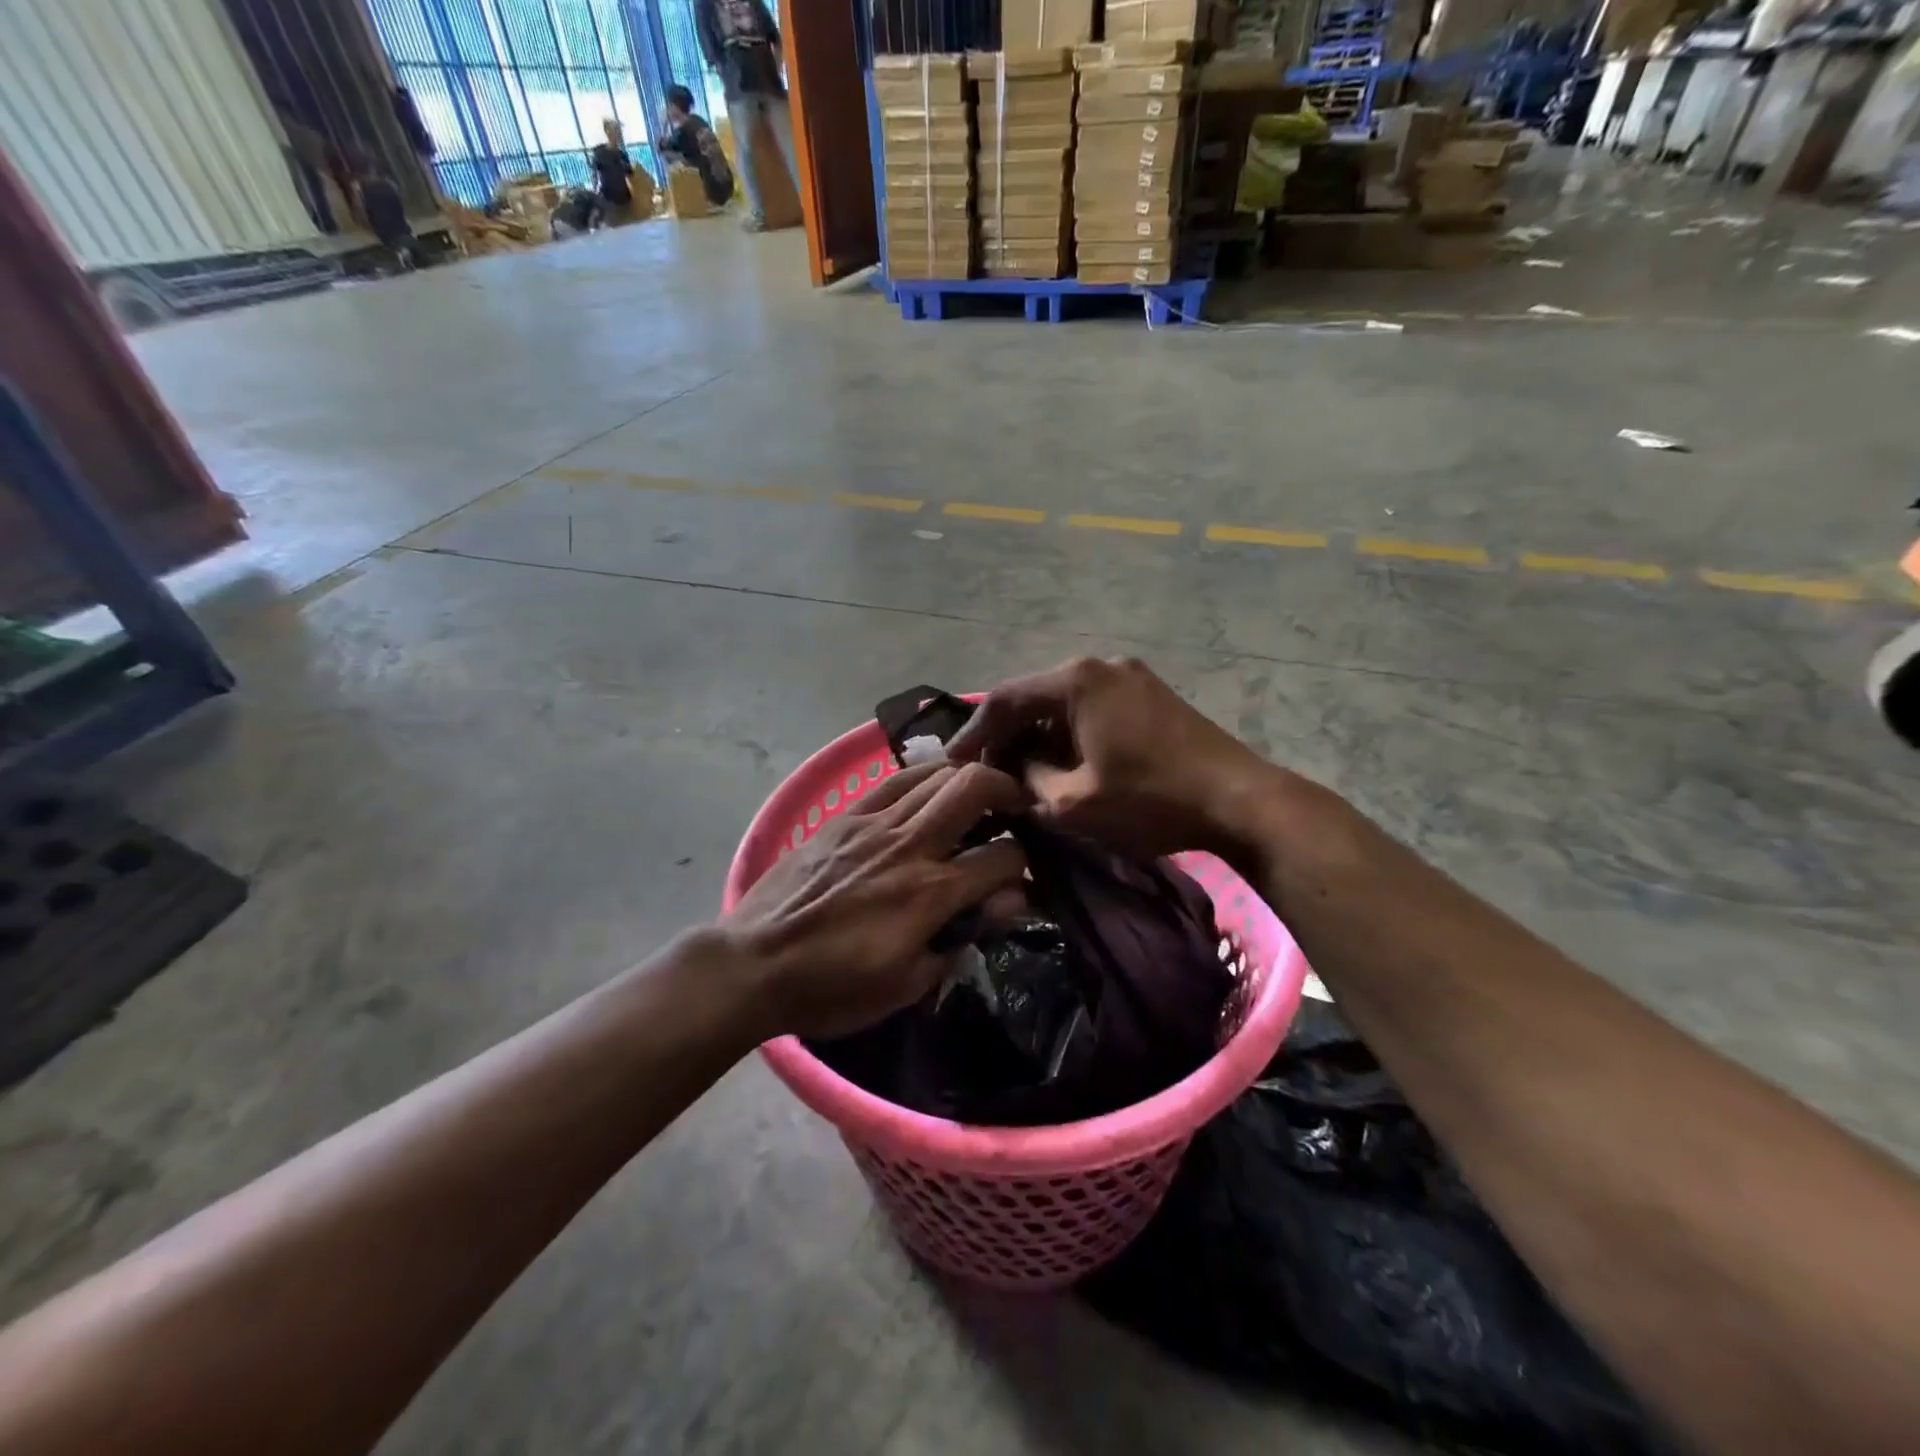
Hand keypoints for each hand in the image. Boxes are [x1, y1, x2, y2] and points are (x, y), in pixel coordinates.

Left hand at [724, 762, 1027, 1038]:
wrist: (753, 964)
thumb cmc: (831, 988)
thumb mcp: (905, 985)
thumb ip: (960, 939)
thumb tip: (1005, 902)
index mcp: (929, 894)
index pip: (1003, 858)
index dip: (1025, 864)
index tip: (1022, 877)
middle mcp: (909, 846)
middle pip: (974, 787)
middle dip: (1008, 790)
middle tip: (1016, 806)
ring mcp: (874, 823)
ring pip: (937, 773)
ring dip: (968, 778)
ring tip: (977, 795)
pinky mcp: (846, 816)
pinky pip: (895, 780)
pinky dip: (924, 776)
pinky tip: (931, 788)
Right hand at [948, 657, 1276, 859]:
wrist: (1239, 800)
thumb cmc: (1150, 799)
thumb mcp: (1073, 802)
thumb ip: (1029, 781)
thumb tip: (1012, 772)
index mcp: (1077, 681)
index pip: (1006, 699)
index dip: (974, 733)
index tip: (951, 763)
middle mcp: (1101, 665)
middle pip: (1035, 696)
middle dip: (1007, 736)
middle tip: (986, 772)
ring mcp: (1132, 677)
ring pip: (1065, 703)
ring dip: (1039, 737)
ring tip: (1022, 773)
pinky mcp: (1152, 695)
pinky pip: (1094, 708)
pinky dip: (1070, 734)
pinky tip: (1064, 765)